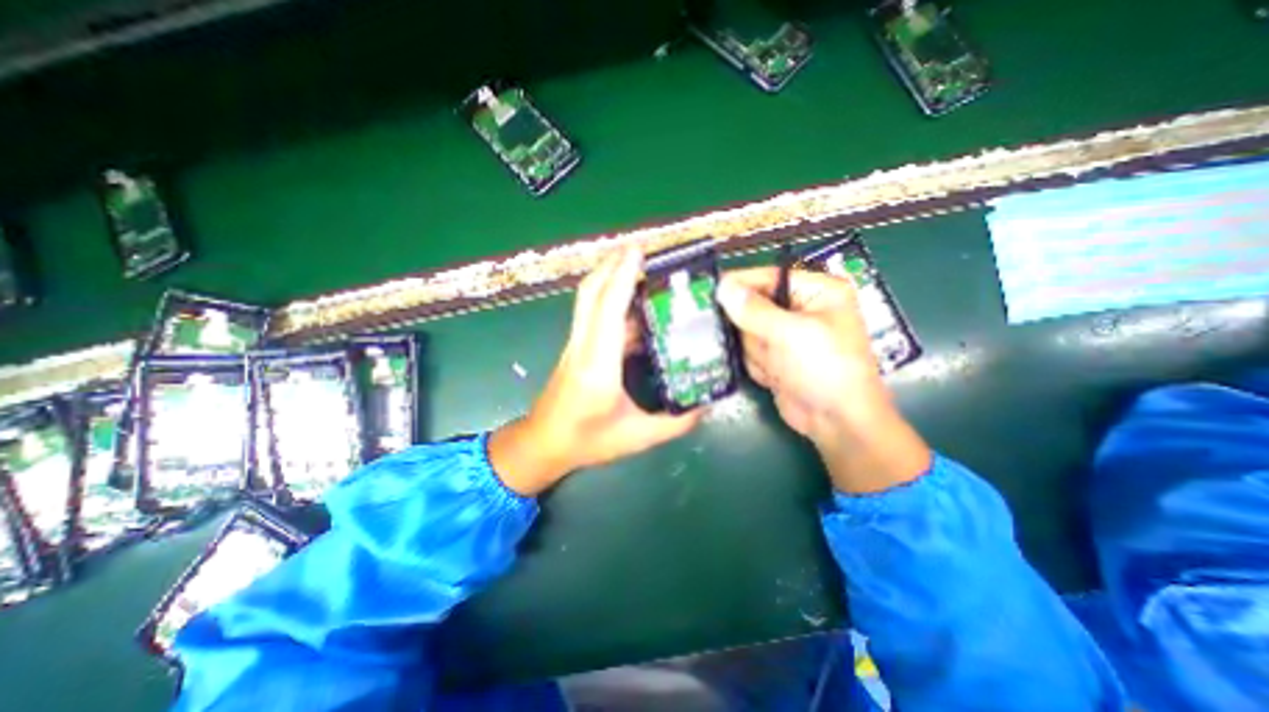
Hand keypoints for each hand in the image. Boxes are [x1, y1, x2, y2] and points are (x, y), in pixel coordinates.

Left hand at [488, 246, 704, 495]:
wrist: (544, 444)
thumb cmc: (586, 442)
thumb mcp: (636, 437)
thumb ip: (676, 422)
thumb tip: (706, 403)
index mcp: (597, 366)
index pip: (608, 310)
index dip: (622, 277)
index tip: (638, 251)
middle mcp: (583, 347)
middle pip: (590, 293)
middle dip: (613, 264)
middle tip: (642, 249)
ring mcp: (576, 344)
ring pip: (588, 299)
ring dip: (610, 276)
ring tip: (639, 266)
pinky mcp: (577, 347)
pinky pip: (593, 313)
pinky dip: (611, 298)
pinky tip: (633, 303)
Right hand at [713, 267, 928, 493]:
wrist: (837, 421)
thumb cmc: (824, 368)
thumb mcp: (790, 334)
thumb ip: (753, 310)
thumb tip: (723, 287)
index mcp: (816, 291)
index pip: (768, 277)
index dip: (740, 283)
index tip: (710, 288)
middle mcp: (800, 310)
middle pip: (753, 307)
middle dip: (753, 329)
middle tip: (762, 343)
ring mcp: (786, 336)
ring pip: (748, 333)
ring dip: (758, 352)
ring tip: (778, 366)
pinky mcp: (776, 357)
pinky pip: (750, 352)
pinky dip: (759, 365)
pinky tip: (777, 376)